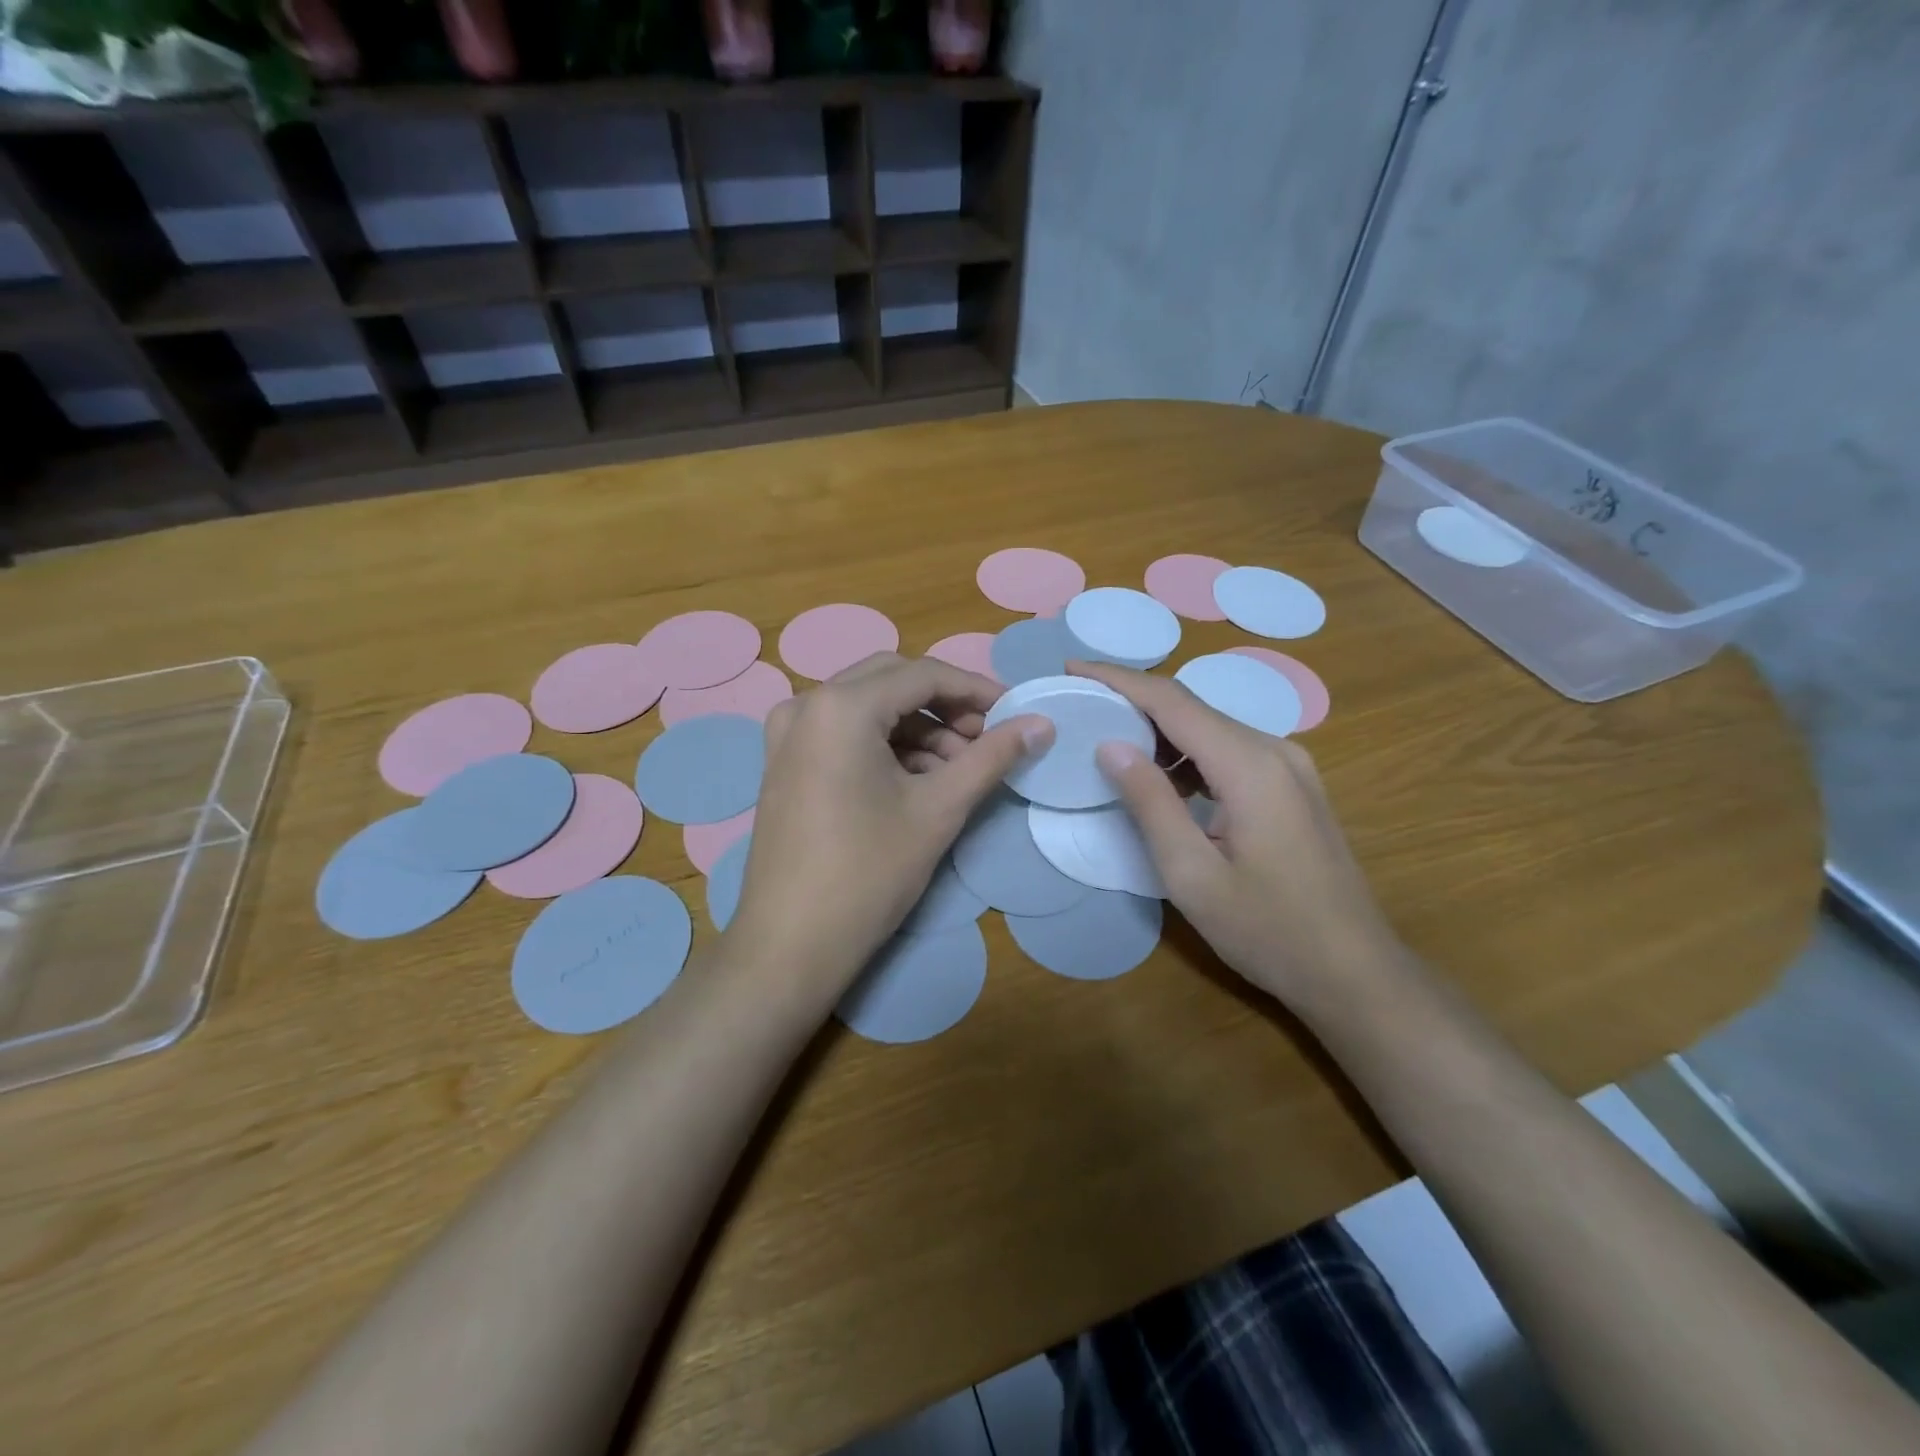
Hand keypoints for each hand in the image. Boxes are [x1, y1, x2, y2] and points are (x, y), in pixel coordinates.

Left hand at [725, 653, 1050, 1006]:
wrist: (790, 944)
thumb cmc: (868, 872)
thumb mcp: (939, 809)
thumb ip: (993, 757)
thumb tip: (1042, 724)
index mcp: (841, 705)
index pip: (923, 675)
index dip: (976, 690)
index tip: (1015, 713)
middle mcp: (806, 704)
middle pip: (892, 681)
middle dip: (945, 705)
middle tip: (986, 738)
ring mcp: (787, 733)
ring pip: (868, 707)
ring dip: (917, 728)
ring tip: (958, 769)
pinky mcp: (784, 762)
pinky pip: (843, 732)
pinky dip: (885, 744)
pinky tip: (917, 780)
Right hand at [1071, 661, 1407, 1012]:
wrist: (1355, 973)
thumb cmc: (1268, 930)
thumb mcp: (1192, 874)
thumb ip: (1149, 803)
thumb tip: (1110, 745)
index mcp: (1249, 765)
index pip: (1172, 701)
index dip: (1119, 680)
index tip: (1072, 667)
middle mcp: (1274, 750)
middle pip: (1193, 707)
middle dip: (1133, 700)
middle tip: (1081, 706)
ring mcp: (1290, 767)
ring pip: (1211, 728)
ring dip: (1160, 730)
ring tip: (1108, 739)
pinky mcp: (1293, 786)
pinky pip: (1230, 751)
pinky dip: (1188, 754)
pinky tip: (1162, 778)